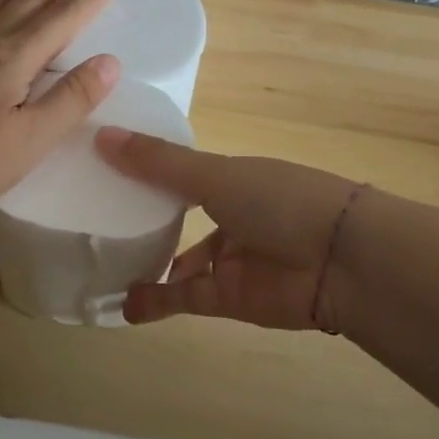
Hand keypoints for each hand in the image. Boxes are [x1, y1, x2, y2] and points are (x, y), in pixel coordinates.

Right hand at [95, 128, 362, 330]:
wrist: (341, 260)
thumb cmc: (278, 200)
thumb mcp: (215, 175)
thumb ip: (159, 163)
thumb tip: (101, 134)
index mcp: (233, 177)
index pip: (183, 173)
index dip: (148, 171)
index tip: (103, 170)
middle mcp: (233, 214)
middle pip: (182, 217)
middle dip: (147, 221)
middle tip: (97, 223)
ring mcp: (233, 259)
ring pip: (183, 262)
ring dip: (150, 265)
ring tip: (103, 266)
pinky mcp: (231, 299)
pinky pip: (186, 298)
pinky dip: (157, 302)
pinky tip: (124, 304)